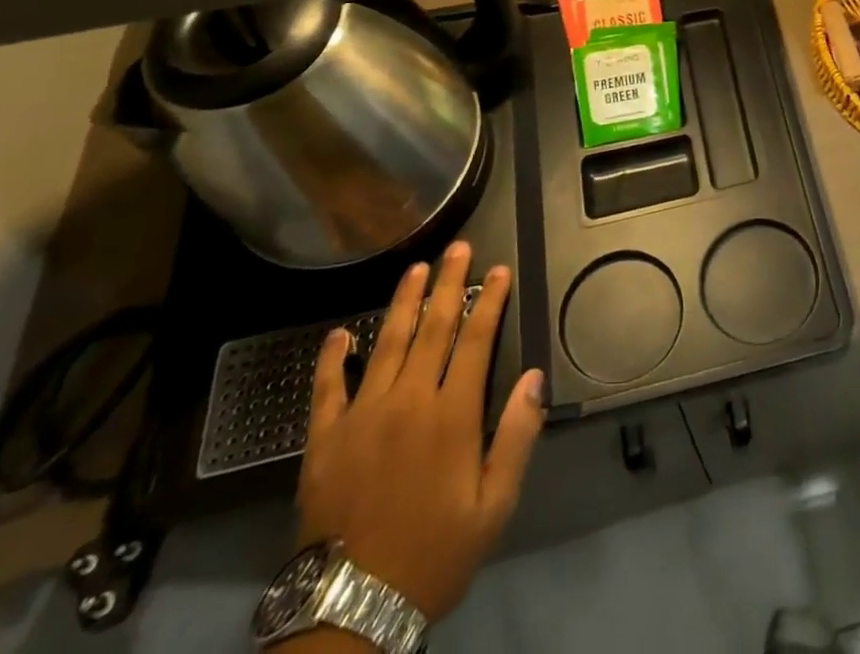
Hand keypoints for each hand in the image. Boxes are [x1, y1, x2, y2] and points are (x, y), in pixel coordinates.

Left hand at [296, 240, 545, 623]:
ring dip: (403, 302)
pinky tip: (339, 332)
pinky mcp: (324, 439)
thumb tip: (535, 377)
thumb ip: (517, 437)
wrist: (350, 610)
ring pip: (387, 343)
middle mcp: (408, 401)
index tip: (498, 270)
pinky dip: (332, 357)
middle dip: (448, 284)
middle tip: (458, 248)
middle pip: (433, 328)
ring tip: (416, 268)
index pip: (476, 339)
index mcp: (452, 415)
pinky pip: (328, 387)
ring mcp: (362, 415)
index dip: (489, 300)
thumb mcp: (494, 506)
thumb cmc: (434, 555)